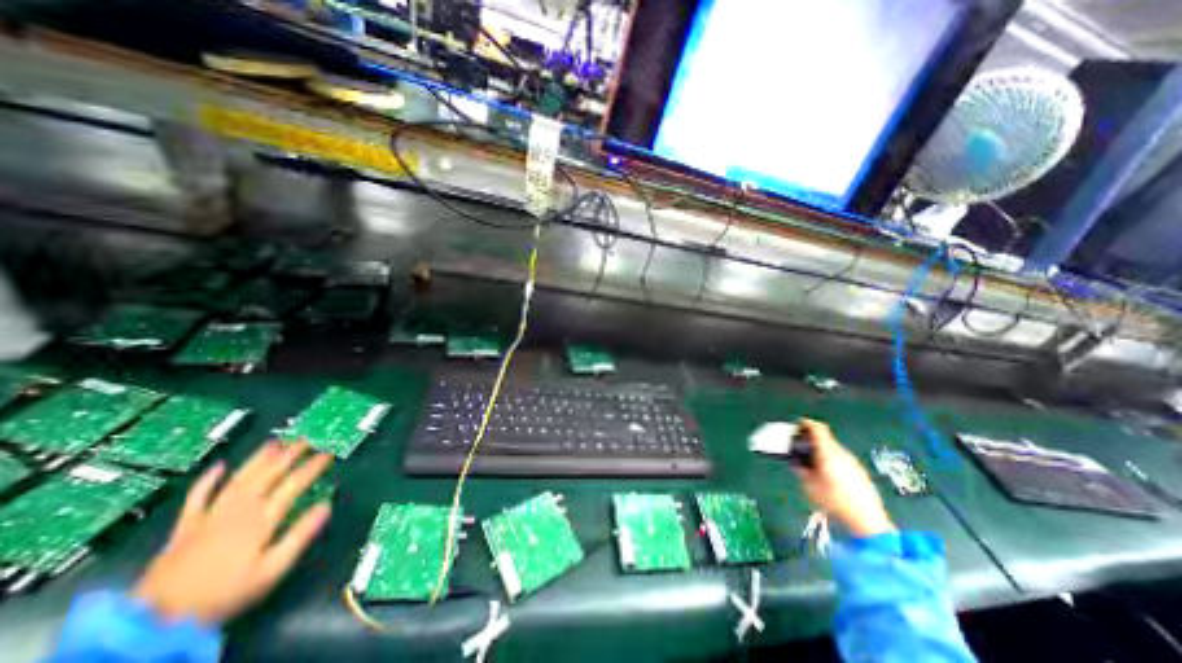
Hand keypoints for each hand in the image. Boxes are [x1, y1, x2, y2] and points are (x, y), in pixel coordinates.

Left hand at [136, 440, 334, 619]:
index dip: (312, 467)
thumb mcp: (272, 570)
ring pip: (239, 479)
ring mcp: (210, 517)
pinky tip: (219, 466)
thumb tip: (326, 505)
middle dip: (289, 455)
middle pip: (268, 475)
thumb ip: (300, 536)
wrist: (154, 623)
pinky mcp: (185, 527)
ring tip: (274, 442)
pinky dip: (208, 480)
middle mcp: (238, 510)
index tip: (328, 454)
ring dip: (258, 459)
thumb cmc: (225, 594)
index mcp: (262, 520)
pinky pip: (197, 497)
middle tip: (305, 440)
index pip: (294, 485)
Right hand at [792, 419, 897, 537]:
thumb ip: (802, 471)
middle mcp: (842, 453)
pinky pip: (841, 459)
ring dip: (822, 450)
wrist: (868, 520)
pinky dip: (831, 459)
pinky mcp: (860, 471)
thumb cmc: (834, 500)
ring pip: (834, 449)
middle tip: (801, 446)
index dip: (808, 423)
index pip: (819, 429)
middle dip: (812, 440)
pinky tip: (828, 474)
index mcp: (828, 452)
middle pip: (826, 439)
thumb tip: (797, 464)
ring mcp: (853, 462)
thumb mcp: (810, 486)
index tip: (799, 423)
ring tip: (813, 462)